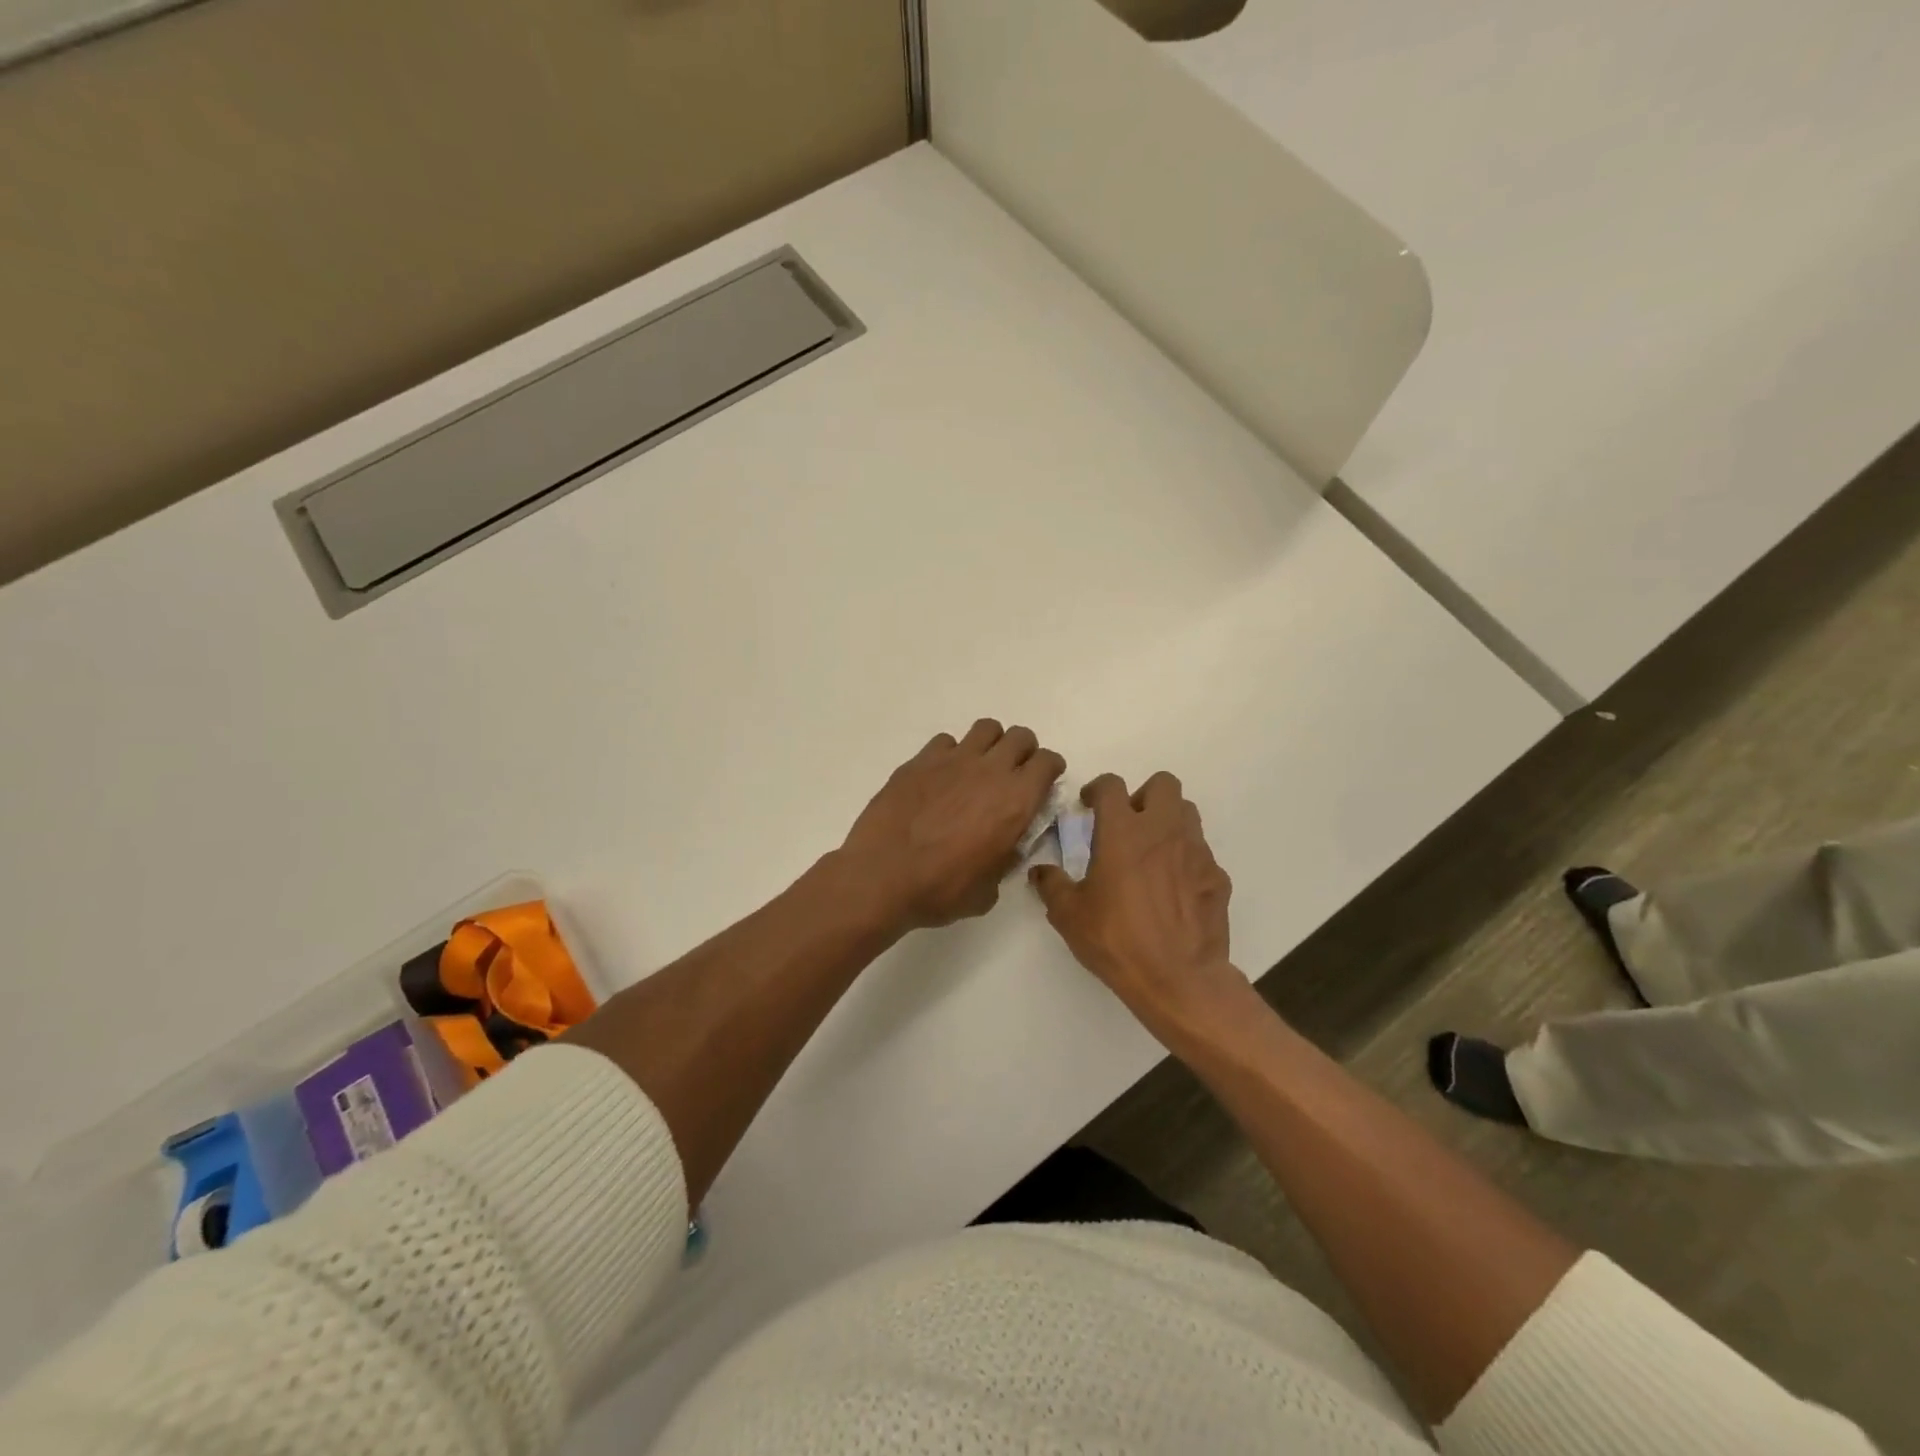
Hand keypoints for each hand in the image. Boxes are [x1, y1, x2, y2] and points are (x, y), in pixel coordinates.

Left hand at [838, 719, 1065, 931]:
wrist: (882, 876)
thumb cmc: (941, 890)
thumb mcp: (989, 889)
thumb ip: (1005, 859)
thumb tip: (1006, 847)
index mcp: (1016, 801)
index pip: (1048, 762)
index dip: (1049, 771)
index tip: (1042, 784)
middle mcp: (990, 771)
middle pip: (1021, 737)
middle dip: (1024, 752)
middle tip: (1013, 774)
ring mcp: (953, 760)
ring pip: (986, 729)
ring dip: (990, 745)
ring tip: (979, 768)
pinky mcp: (920, 761)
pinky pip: (946, 742)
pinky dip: (950, 754)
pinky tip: (941, 777)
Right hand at [1030, 772, 1245, 1040]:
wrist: (1179, 979)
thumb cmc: (1118, 940)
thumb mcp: (1069, 916)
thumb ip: (1052, 886)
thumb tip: (1040, 872)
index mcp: (1123, 832)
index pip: (1111, 786)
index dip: (1097, 789)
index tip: (1088, 805)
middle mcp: (1163, 830)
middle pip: (1163, 784)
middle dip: (1143, 795)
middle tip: (1127, 823)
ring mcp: (1196, 851)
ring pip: (1187, 813)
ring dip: (1168, 821)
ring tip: (1151, 851)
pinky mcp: (1217, 876)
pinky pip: (1201, 853)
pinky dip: (1185, 859)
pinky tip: (1174, 888)